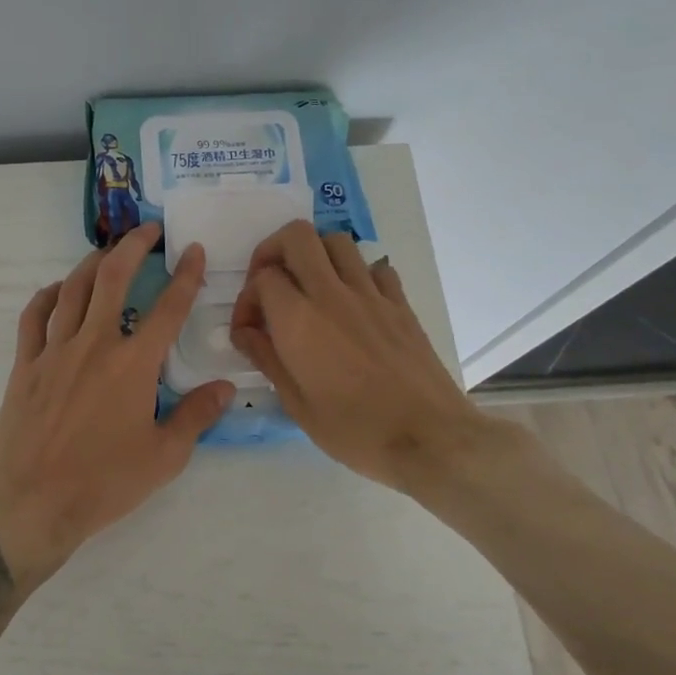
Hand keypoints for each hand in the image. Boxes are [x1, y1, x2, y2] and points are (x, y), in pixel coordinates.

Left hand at [0, 223, 236, 586]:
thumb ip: (197, 416)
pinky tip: (58, 290)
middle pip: (113, 278)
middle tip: (148, 230)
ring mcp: (54, 351)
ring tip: (108, 252)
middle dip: (133, 246)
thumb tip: (225, 387)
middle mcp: (94, 345)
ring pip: (73, 289)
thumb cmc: (104, 483)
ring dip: (92, 263)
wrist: (32, 502)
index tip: (194, 250)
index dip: (186, 275)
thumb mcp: (164, 457)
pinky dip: (48, 296)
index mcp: (133, 365)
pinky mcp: (24, 365)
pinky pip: (34, 317)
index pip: (168, 308)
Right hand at [229, 220, 500, 494]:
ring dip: (315, 254)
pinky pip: (374, 267)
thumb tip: (245, 332)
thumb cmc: (355, 429)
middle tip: (271, 283)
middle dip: (274, 250)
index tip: (250, 328)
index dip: (247, 298)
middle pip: (298, 236)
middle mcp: (332, 294)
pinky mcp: (400, 304)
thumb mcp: (296, 404)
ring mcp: (371, 294)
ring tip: (309, 287)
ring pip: (337, 241)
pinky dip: (356, 273)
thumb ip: (266, 358)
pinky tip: (352, 302)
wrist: (430, 438)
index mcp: (298, 319)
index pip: (262, 277)